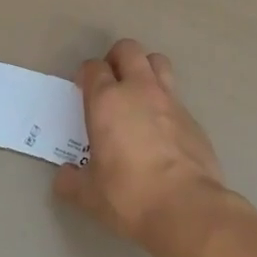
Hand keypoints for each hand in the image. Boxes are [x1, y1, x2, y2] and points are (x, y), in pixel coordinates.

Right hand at [52, 39, 228, 249]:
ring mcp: (170, 100)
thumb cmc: (129, 195)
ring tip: (139, 93)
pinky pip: (176, 96)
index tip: (83, 88)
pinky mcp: (193, 118)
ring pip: (158, 62)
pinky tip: (162, 128)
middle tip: (111, 81)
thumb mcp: (90, 195)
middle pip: (128, 50)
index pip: (93, 67)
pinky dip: (165, 103)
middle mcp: (139, 90)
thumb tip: (64, 177)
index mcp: (107, 101)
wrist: (186, 207)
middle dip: (116, 58)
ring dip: (146, 68)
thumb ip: (72, 181)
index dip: (86, 74)